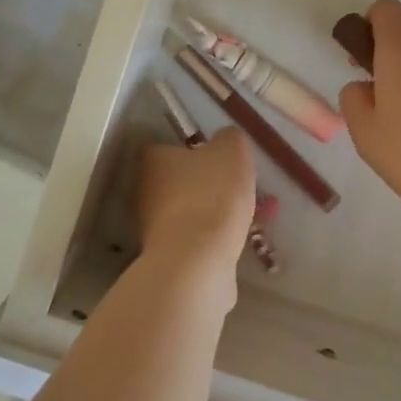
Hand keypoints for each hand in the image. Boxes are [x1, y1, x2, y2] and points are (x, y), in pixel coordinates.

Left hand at [136, 129, 255, 299]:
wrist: (197, 262)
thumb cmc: (211, 195)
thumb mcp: (231, 151)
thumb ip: (230, 138)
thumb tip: (226, 139)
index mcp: (153, 159)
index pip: (167, 146)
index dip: (193, 149)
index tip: (219, 157)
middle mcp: (145, 191)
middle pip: (180, 181)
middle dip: (210, 184)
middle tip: (242, 187)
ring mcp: (153, 227)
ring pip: (192, 211)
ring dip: (217, 212)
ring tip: (255, 215)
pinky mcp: (168, 257)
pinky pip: (197, 239)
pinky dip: (216, 237)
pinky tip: (242, 239)